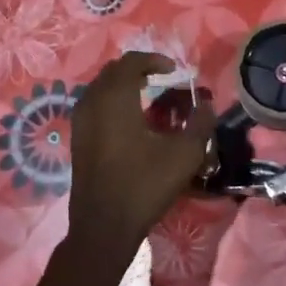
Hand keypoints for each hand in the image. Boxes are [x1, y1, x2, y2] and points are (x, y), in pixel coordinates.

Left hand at [68, 52, 216, 246]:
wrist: (104, 226)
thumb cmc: (144, 185)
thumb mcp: (184, 155)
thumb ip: (200, 124)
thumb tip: (207, 104)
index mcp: (115, 99)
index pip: (131, 62)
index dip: (154, 60)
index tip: (175, 70)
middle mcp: (92, 103)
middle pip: (113, 72)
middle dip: (138, 70)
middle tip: (162, 79)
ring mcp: (80, 122)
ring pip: (101, 89)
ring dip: (123, 86)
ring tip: (148, 97)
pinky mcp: (77, 140)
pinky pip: (94, 106)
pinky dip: (112, 102)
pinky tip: (131, 121)